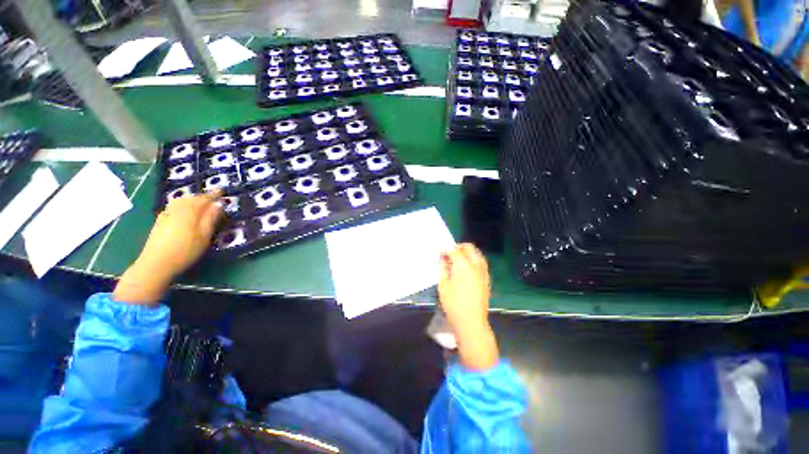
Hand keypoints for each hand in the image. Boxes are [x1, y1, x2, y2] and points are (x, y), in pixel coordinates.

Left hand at [113, 191, 222, 304]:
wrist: (156, 263)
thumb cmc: (186, 250)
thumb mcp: (204, 235)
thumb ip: (211, 218)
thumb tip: (218, 204)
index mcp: (190, 211)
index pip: (204, 199)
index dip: (213, 194)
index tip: (221, 190)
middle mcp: (177, 209)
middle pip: (190, 198)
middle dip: (202, 197)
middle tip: (212, 198)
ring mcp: (166, 215)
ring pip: (180, 202)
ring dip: (191, 200)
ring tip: (198, 204)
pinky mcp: (160, 222)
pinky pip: (172, 207)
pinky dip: (181, 205)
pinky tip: (182, 211)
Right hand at [439, 243, 497, 369]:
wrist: (471, 321)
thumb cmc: (453, 304)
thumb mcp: (443, 284)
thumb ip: (443, 267)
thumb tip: (443, 257)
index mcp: (464, 266)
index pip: (455, 250)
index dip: (446, 249)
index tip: (440, 251)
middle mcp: (476, 265)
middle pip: (469, 248)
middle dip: (458, 247)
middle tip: (449, 253)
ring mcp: (483, 271)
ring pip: (477, 253)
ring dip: (467, 252)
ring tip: (458, 259)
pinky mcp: (487, 278)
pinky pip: (481, 262)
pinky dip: (473, 259)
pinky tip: (466, 267)